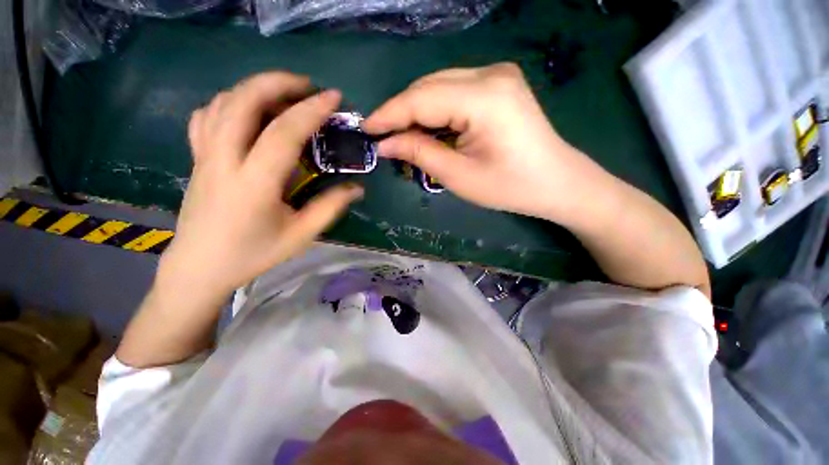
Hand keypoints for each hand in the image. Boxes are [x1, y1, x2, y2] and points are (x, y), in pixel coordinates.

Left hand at [161, 72, 362, 295]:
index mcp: (254, 183)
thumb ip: (330, 207)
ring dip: (255, 88)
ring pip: (224, 102)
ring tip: (283, 94)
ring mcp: (204, 155)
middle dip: (278, 83)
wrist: (200, 266)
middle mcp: (224, 160)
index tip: (333, 98)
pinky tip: (248, 111)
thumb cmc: (253, 253)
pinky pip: (206, 116)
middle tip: (307, 87)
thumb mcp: (300, 235)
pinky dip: (230, 102)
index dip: (311, 110)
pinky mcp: (197, 158)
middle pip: (244, 101)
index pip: (284, 133)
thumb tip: (357, 187)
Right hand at [364, 63, 603, 222]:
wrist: (556, 182)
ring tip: (401, 137)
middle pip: (428, 87)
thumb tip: (385, 143)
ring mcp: (497, 75)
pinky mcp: (499, 84)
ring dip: (417, 111)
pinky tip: (428, 129)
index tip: (366, 129)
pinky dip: (435, 110)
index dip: (390, 114)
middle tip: (382, 137)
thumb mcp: (458, 176)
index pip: (421, 99)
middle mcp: (490, 74)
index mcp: (484, 98)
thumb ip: (419, 153)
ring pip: (439, 86)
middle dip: (401, 112)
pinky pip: (454, 90)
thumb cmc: (509, 187)